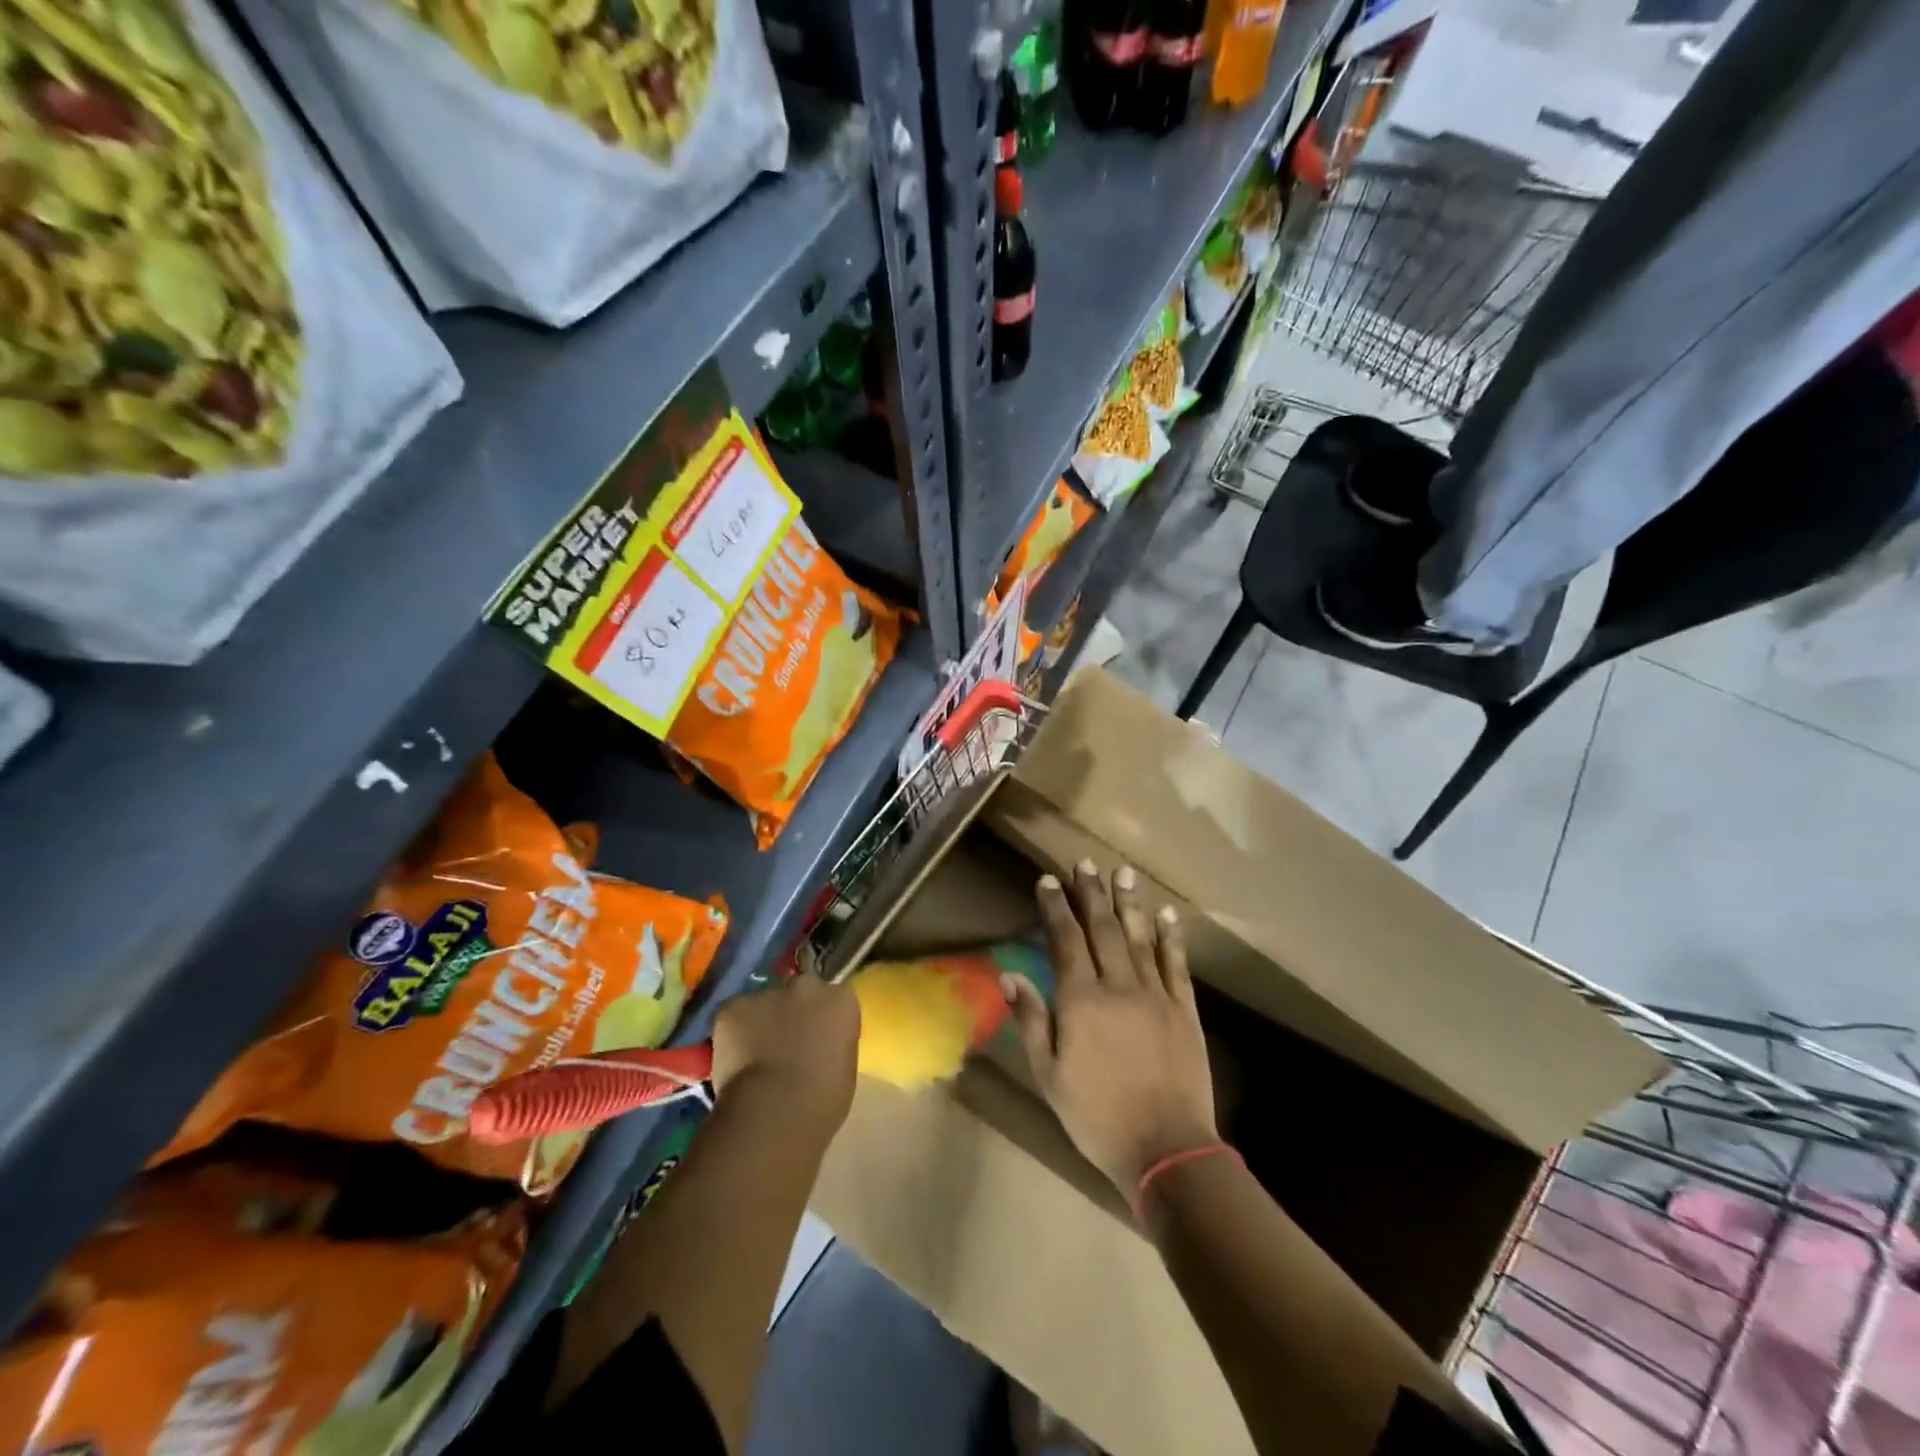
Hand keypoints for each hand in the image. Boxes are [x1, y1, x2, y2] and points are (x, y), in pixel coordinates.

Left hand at [711, 974, 860, 1132]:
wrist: (774, 1111)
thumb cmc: (821, 1101)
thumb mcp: (843, 1069)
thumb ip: (832, 1045)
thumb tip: (817, 1048)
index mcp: (841, 1001)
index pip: (835, 999)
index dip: (823, 1019)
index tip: (818, 1040)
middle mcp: (806, 987)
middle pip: (800, 992)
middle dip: (793, 1012)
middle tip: (786, 1044)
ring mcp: (767, 994)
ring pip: (764, 1004)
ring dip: (762, 1022)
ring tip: (755, 1058)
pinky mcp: (732, 1008)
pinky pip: (733, 1017)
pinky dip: (732, 1034)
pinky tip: (733, 1061)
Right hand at [1005, 861, 1216, 1197]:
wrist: (1167, 1149)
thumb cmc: (1097, 1116)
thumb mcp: (1049, 1075)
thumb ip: (1031, 1020)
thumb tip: (1010, 974)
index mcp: (1081, 1001)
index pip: (1065, 940)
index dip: (1056, 907)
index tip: (1048, 880)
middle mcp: (1118, 986)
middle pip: (1102, 929)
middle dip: (1091, 893)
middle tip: (1085, 863)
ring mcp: (1155, 994)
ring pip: (1139, 937)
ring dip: (1129, 902)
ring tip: (1123, 872)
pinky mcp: (1184, 1009)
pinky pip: (1176, 963)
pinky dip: (1171, 936)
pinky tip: (1167, 914)